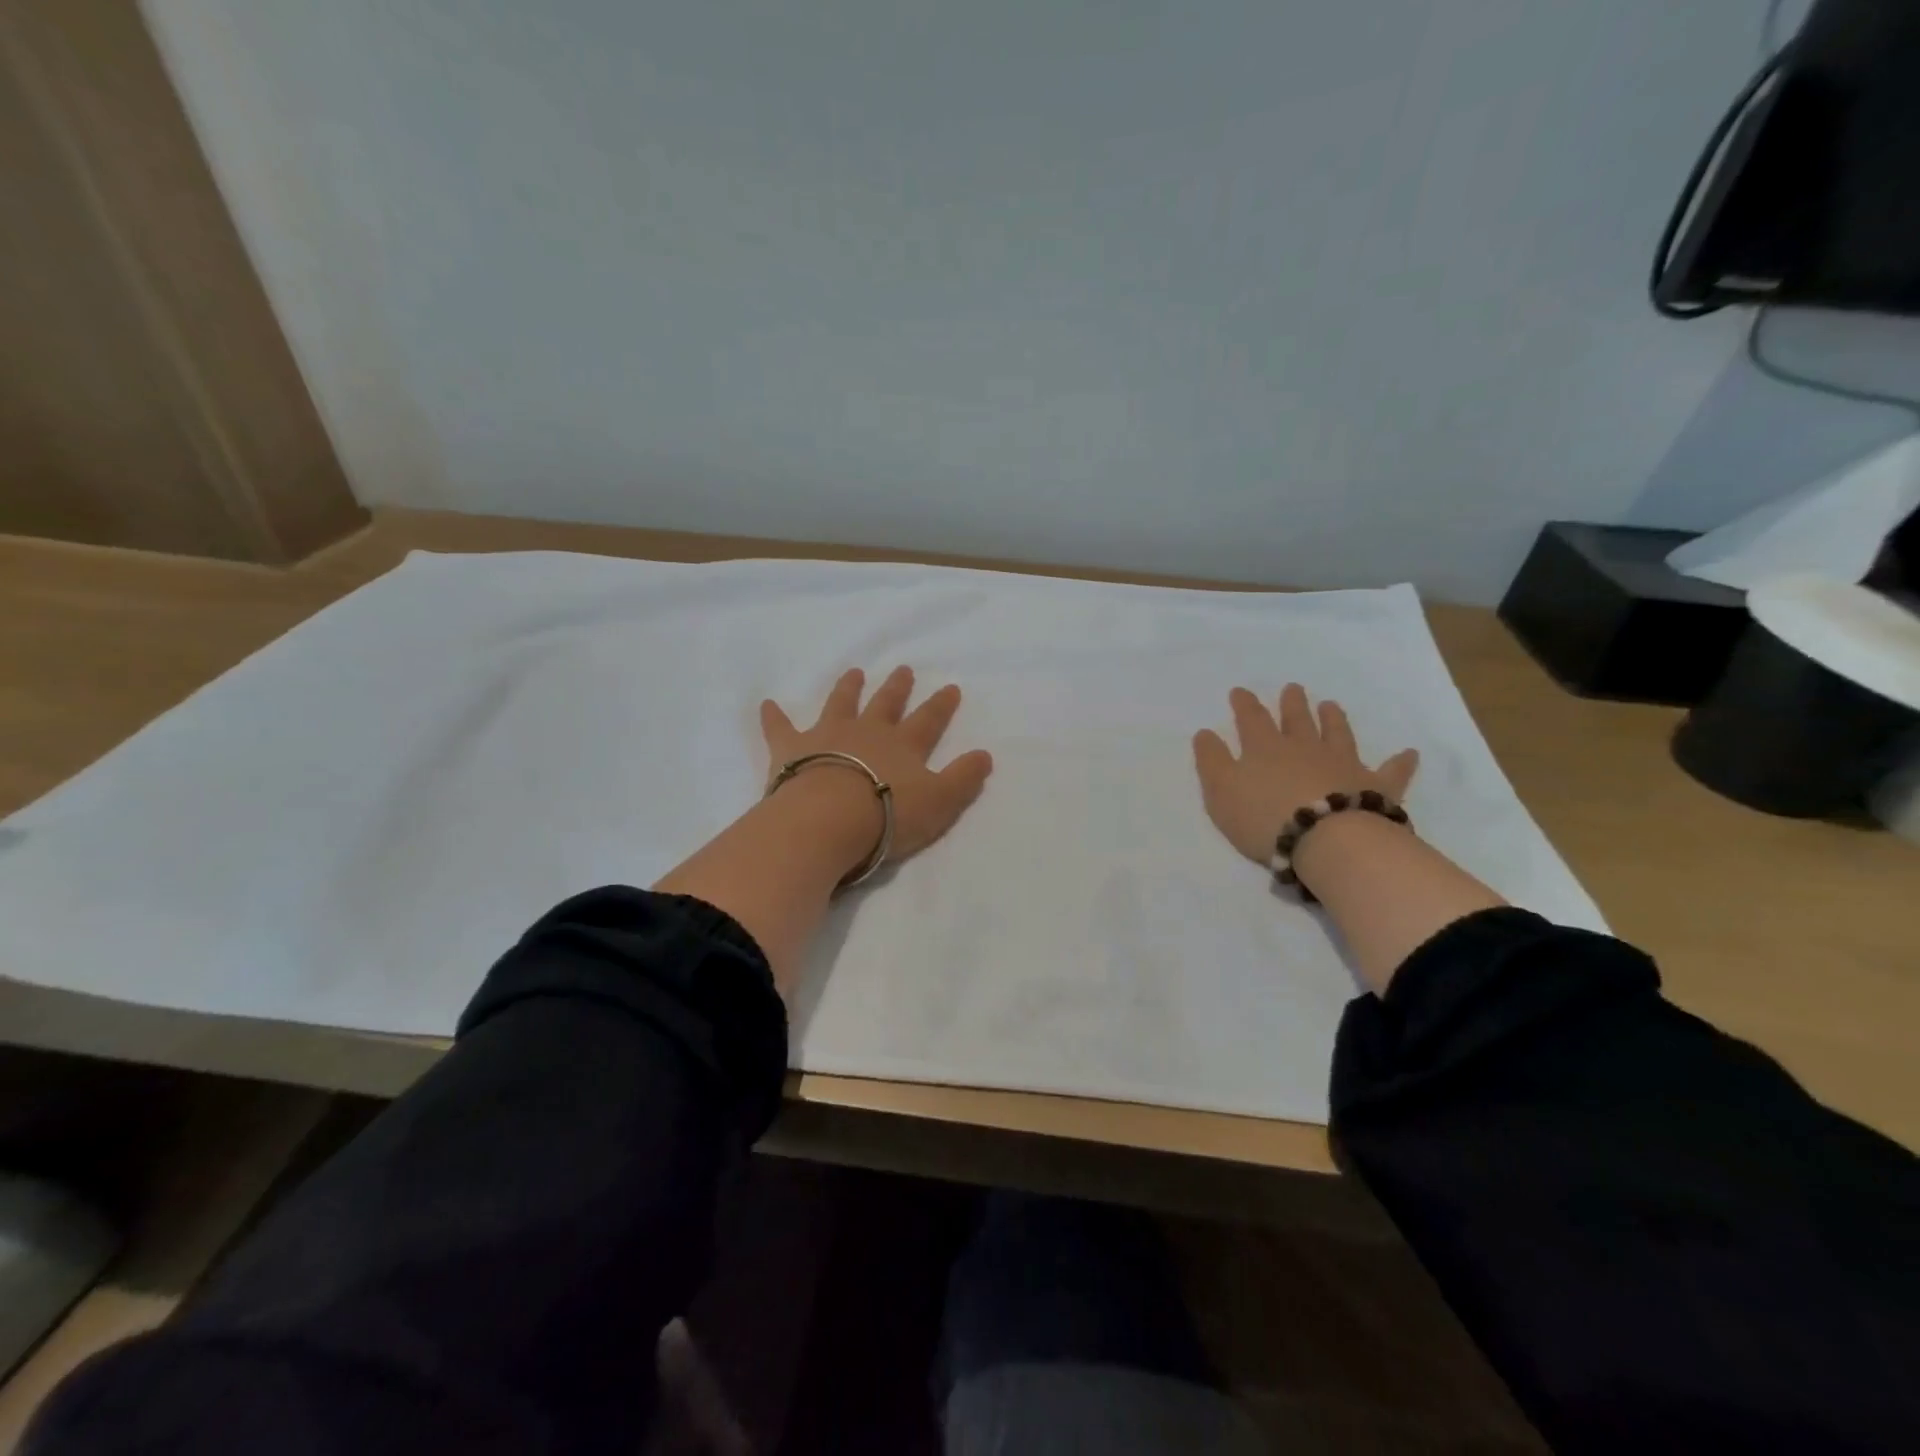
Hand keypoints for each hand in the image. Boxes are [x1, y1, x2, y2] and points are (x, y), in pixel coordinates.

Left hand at [761, 666, 994, 864]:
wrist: (828, 820)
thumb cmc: (888, 815)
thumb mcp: (940, 802)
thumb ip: (963, 778)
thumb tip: (985, 755)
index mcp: (903, 746)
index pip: (928, 720)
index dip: (941, 705)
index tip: (950, 687)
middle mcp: (867, 732)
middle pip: (885, 704)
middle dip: (896, 687)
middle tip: (903, 669)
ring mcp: (827, 736)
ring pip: (840, 704)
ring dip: (848, 688)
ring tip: (854, 672)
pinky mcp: (792, 749)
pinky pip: (780, 728)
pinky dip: (774, 716)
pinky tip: (767, 704)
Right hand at [1192, 684, 1418, 865]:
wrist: (1325, 839)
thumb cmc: (1264, 817)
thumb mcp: (1221, 791)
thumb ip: (1212, 760)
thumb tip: (1206, 732)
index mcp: (1265, 748)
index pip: (1252, 719)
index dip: (1245, 704)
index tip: (1240, 691)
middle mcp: (1305, 748)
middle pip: (1297, 720)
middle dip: (1292, 704)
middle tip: (1293, 688)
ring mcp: (1343, 764)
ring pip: (1338, 734)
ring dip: (1333, 719)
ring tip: (1331, 705)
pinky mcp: (1374, 786)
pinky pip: (1390, 771)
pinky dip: (1400, 762)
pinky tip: (1409, 753)